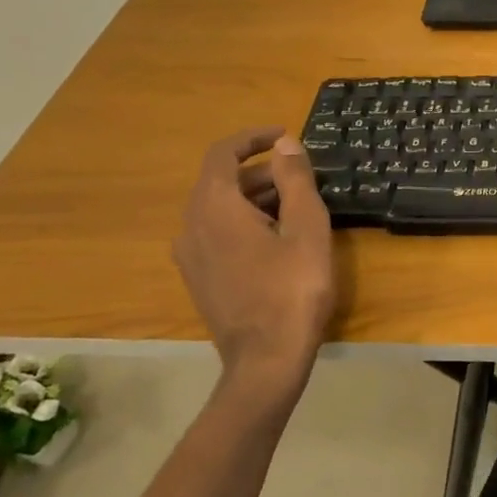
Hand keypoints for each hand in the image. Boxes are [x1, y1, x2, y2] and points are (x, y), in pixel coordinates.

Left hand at [173, 127, 335, 394]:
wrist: (265, 361)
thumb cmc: (293, 289)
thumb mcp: (307, 228)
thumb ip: (295, 180)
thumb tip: (285, 145)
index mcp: (214, 206)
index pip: (222, 153)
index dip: (252, 138)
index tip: (284, 135)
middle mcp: (191, 225)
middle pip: (222, 181)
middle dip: (261, 171)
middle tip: (302, 177)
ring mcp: (190, 255)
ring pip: (219, 209)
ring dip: (255, 198)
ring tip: (297, 207)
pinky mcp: (198, 278)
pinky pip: (217, 233)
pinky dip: (244, 222)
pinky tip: (277, 239)